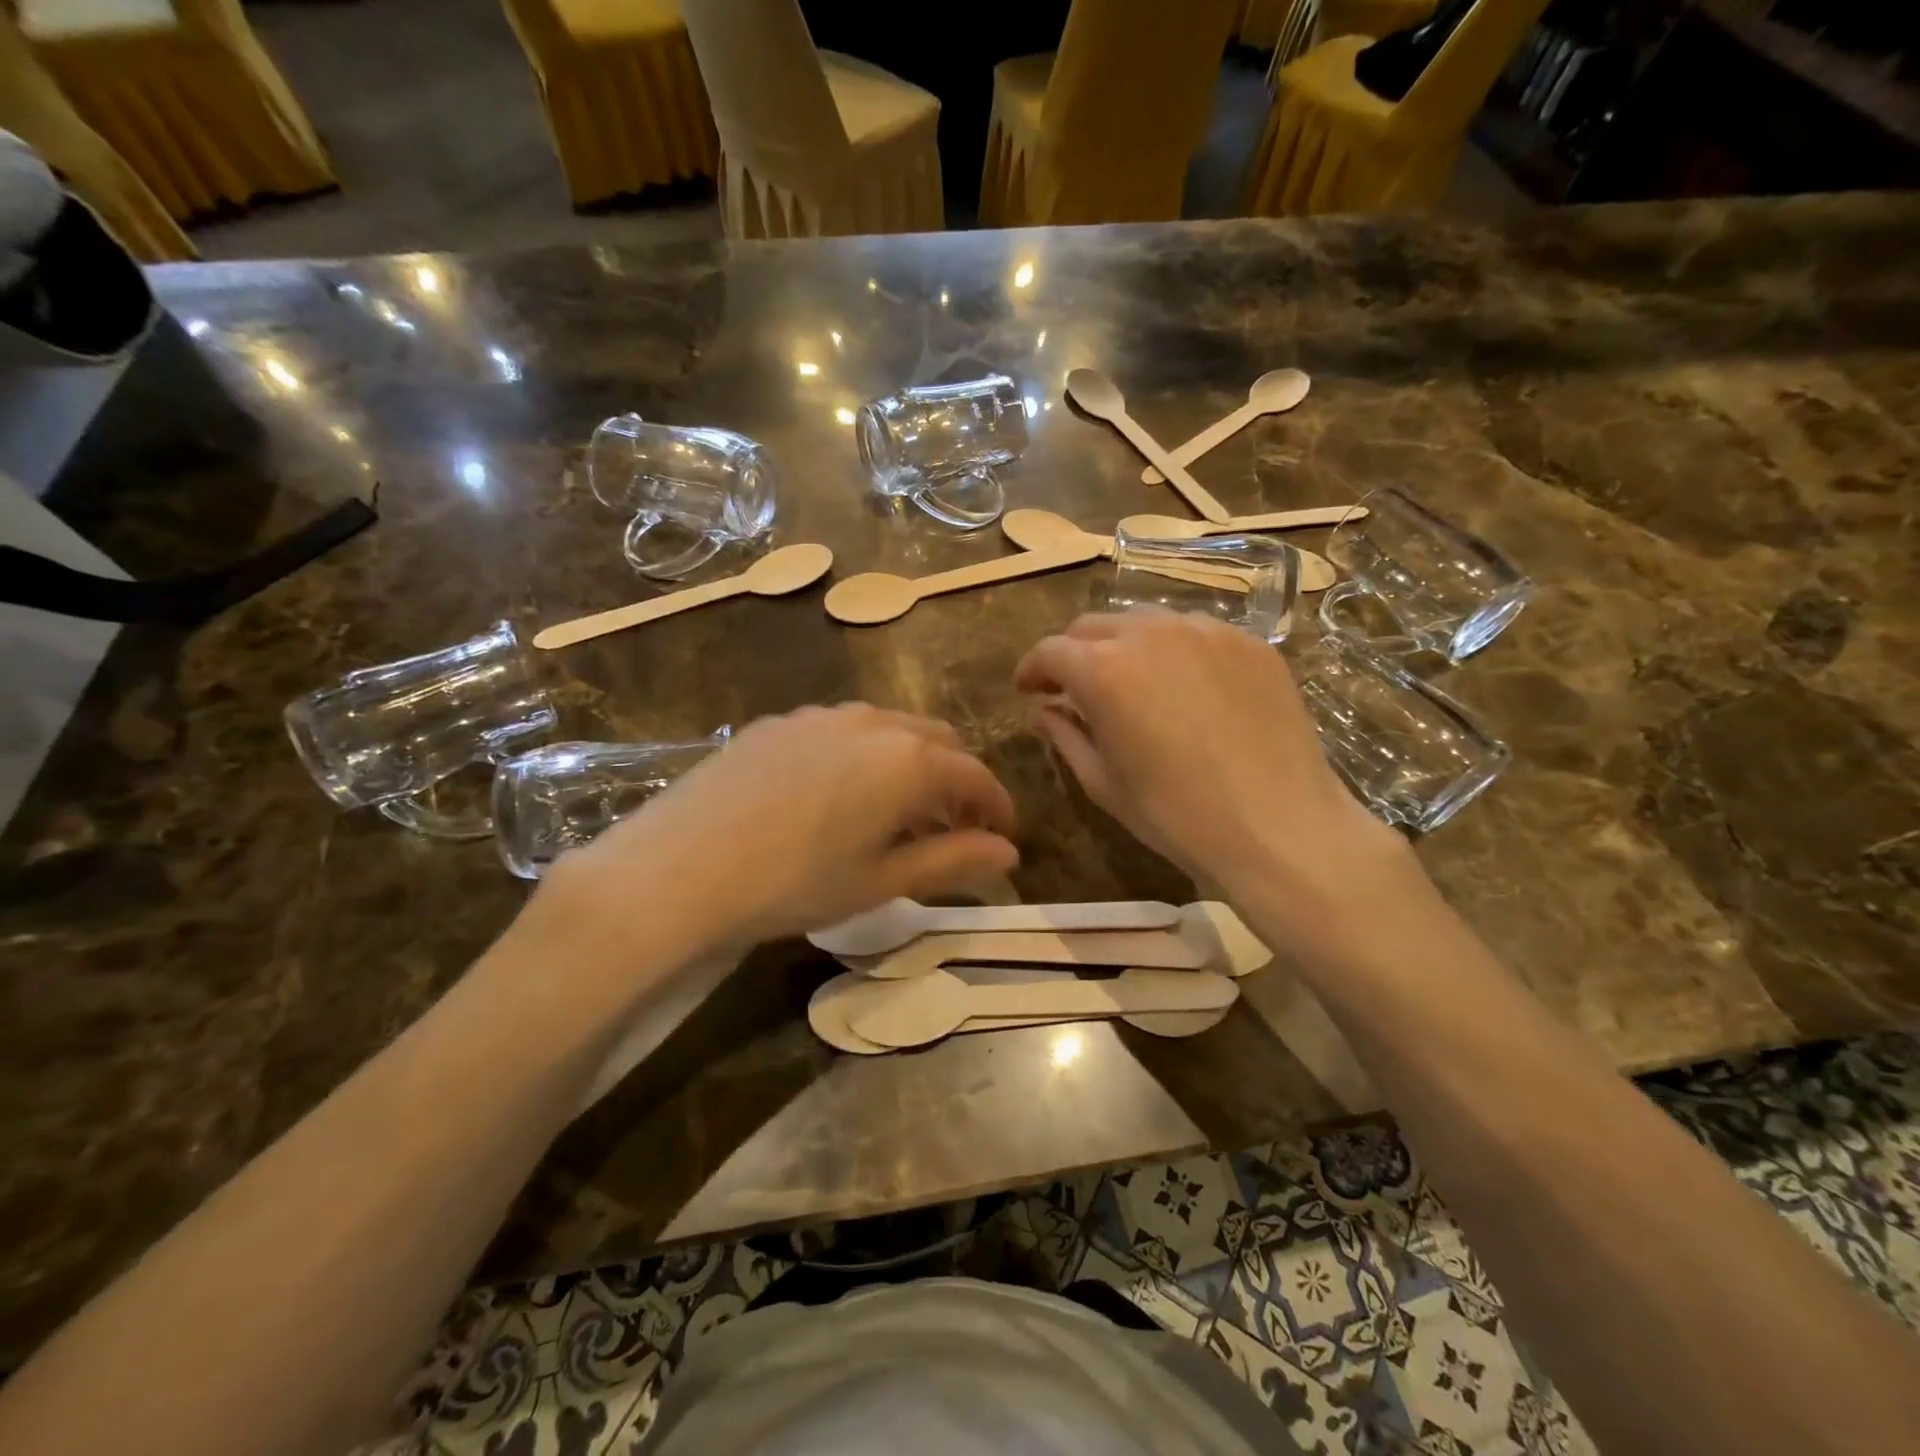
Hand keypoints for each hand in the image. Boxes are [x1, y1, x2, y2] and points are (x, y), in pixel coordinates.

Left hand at [531, 704, 1018, 966]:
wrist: (677, 868)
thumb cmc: (793, 884)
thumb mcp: (881, 881)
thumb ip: (953, 860)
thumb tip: (1009, 852)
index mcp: (908, 760)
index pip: (975, 776)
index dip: (997, 806)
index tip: (1004, 835)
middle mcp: (872, 722)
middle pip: (938, 740)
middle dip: (955, 780)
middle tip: (950, 827)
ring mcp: (821, 715)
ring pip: (889, 728)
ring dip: (910, 762)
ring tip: (896, 810)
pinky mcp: (779, 721)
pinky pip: (842, 728)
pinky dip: (864, 754)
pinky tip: (837, 793)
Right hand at [1014, 610, 1406, 914]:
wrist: (1279, 827)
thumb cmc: (1176, 816)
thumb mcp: (1104, 782)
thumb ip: (1065, 735)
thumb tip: (1043, 711)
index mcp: (1104, 670)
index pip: (1050, 651)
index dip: (1032, 669)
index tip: (1028, 690)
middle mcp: (1150, 633)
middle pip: (1093, 626)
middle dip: (1074, 653)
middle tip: (1075, 688)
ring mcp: (1206, 631)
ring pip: (1145, 622)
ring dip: (1124, 647)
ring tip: (1132, 684)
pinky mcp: (1250, 642)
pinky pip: (1196, 633)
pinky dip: (1175, 652)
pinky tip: (1186, 689)